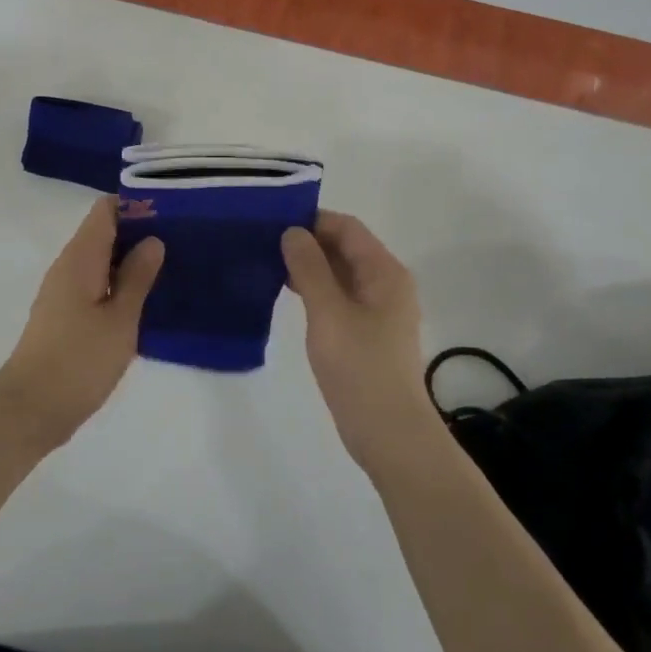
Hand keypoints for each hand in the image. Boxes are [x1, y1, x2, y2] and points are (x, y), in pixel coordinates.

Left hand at [0, 196, 164, 444]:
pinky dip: (118, 286)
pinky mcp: (65, 316)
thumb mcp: (119, 319)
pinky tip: (145, 302)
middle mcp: (68, 266)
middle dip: (140, 233)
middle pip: (104, 232)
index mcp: (80, 258)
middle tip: (182, 244)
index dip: (137, 206)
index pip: (105, 210)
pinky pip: (95, 286)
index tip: (172, 215)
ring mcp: (63, 292)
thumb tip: (152, 239)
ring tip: (171, 270)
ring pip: (100, 261)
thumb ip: (137, 277)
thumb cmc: (79, 360)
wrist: (30, 409)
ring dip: (131, 262)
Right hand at [282, 212, 441, 470]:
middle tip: (263, 241)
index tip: (272, 221)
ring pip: (339, 273)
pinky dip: (314, 289)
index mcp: (384, 272)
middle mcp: (385, 284)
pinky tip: (286, 294)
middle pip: (344, 248)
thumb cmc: (359, 367)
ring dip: (308, 266)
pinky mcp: (366, 332)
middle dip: (307, 241)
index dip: (312, 219)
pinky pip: (338, 296)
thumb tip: (292, 232)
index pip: (347, 228)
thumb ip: (309, 268)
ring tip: (267, 264)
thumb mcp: (328, 312)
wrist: (388, 431)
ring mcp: (377, 310)